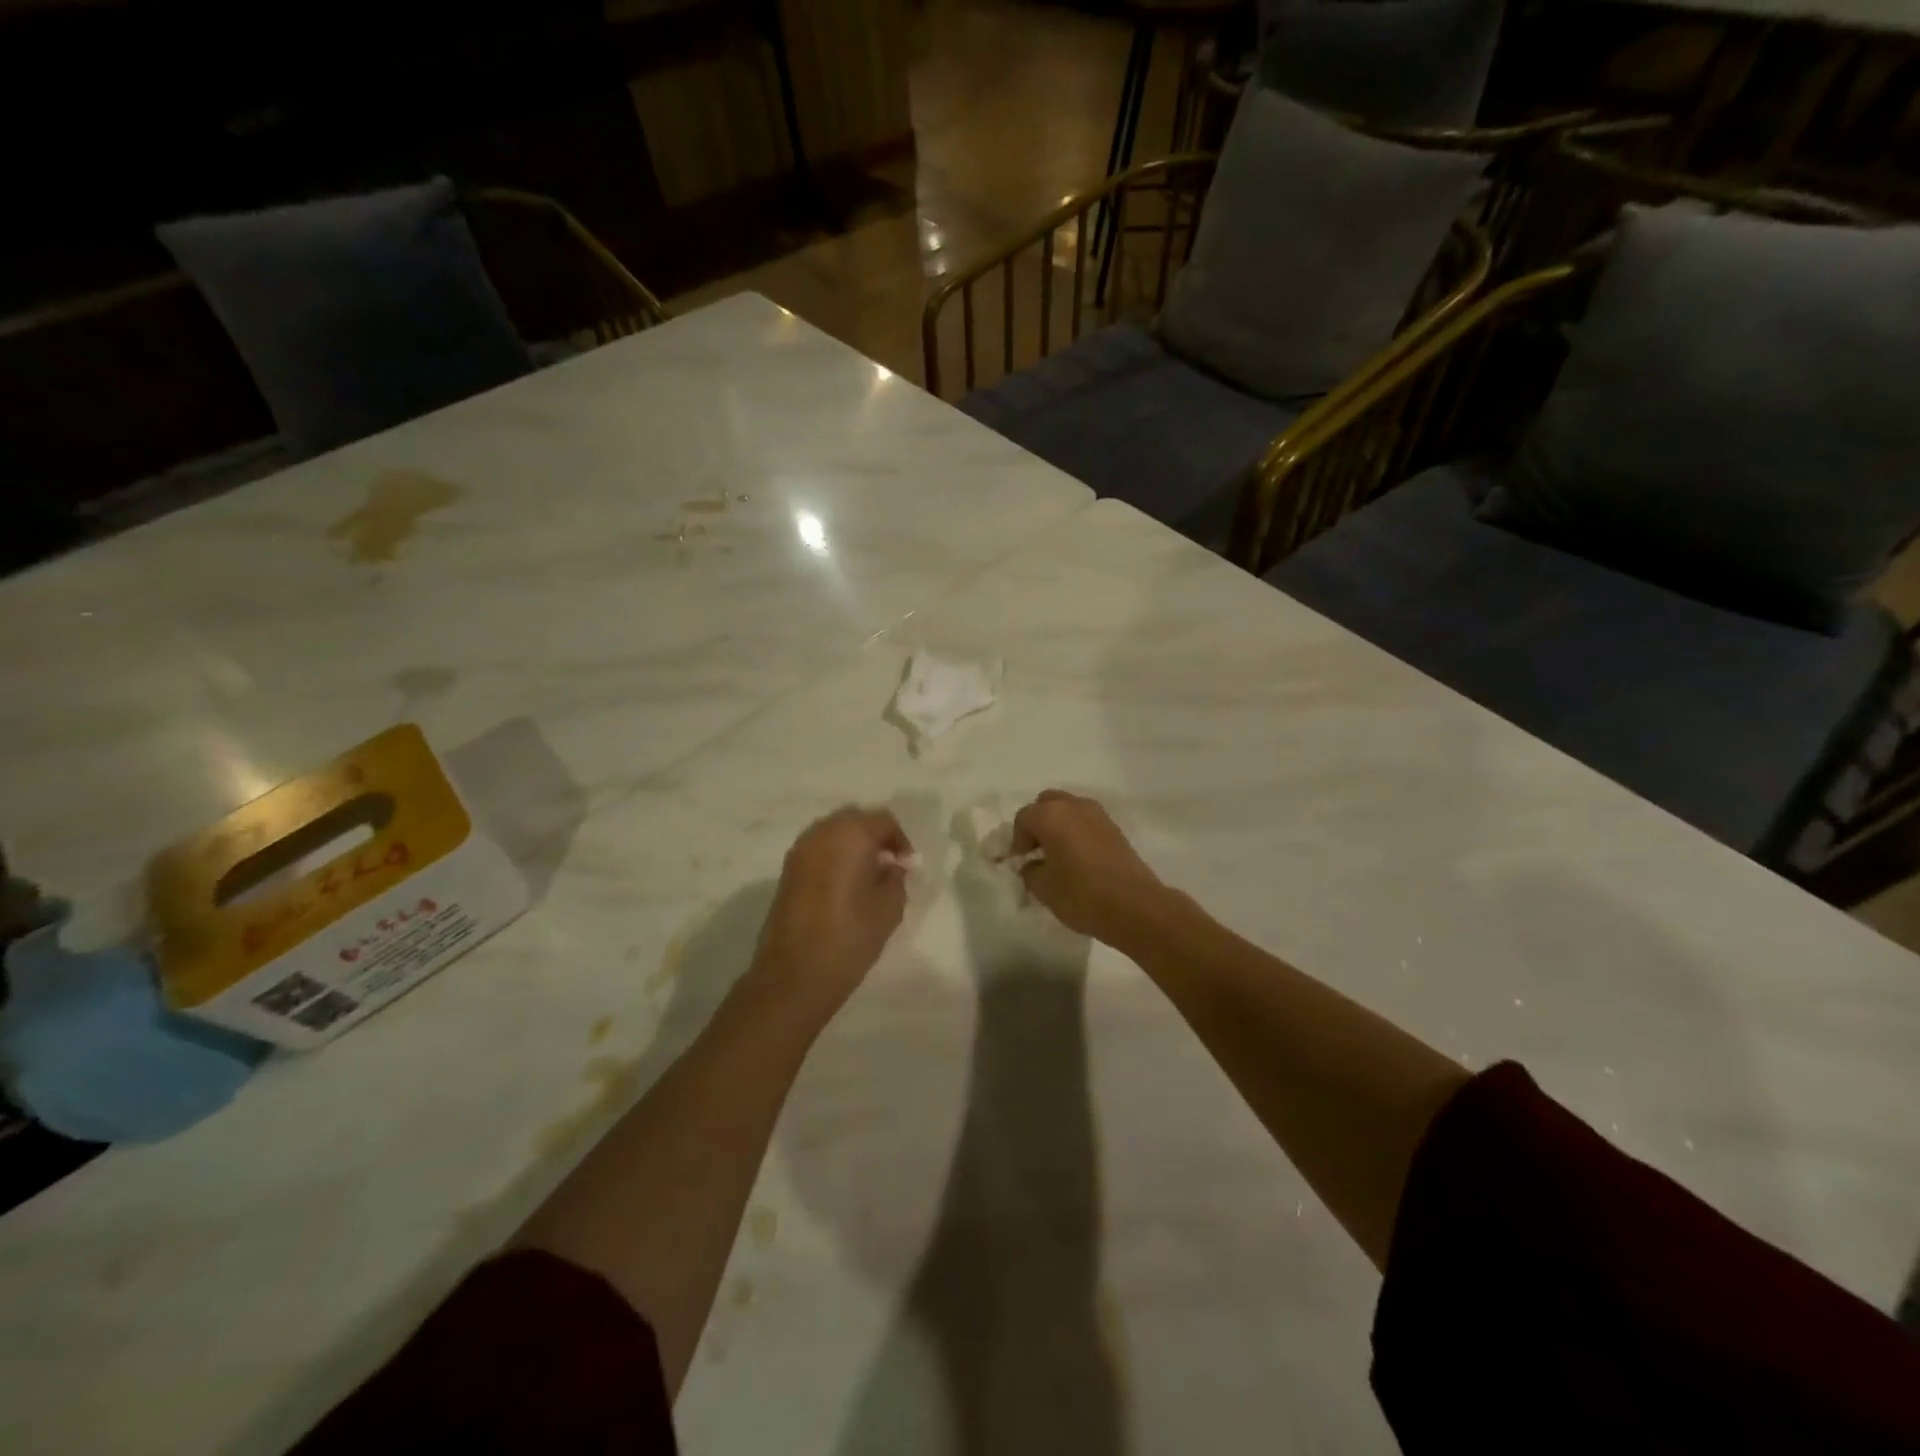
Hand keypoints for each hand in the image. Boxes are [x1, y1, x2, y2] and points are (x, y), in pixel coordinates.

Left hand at [751, 807, 912, 1018]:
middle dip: (875, 837)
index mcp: (851, 835)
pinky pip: (818, 849)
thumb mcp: (889, 909)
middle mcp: (822, 832)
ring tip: (866, 876)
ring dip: (852, 845)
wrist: (794, 975)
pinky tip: (843, 886)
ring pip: (833, 832)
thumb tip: (893, 866)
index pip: (884, 820)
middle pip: (855, 819)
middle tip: (889, 866)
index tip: (908, 866)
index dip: (900, 840)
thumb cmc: (850, 937)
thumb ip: (896, 878)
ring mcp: (800, 850)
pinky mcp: (787, 870)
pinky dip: (834, 857)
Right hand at [1011, 790, 1168, 945]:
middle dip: (1037, 823)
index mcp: (1051, 815)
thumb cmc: (1082, 895)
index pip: (1023, 818)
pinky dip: (1077, 832)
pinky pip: (1086, 821)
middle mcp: (1074, 806)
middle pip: (1047, 804)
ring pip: (1069, 809)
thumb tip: (1032, 864)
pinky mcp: (1115, 828)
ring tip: (1057, 855)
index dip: (1017, 841)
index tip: (1020, 863)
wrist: (1135, 906)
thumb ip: (1030, 871)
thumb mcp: (1043, 888)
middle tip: (1036, 851)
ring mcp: (1098, 815)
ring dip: (1059, 826)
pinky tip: (1078, 858)